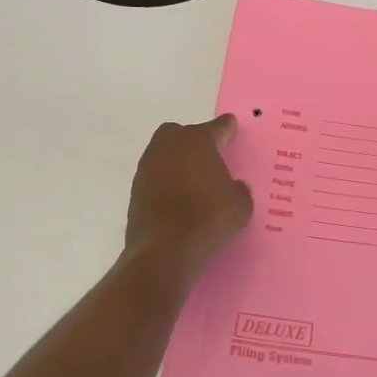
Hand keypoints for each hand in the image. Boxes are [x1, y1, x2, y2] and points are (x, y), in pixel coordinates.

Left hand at [125, 115, 253, 282]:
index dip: (227, 128)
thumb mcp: (241, 206)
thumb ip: (239, 189)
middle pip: (182, 133)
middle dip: (195, 140)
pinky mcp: (135, 189)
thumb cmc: (209, 220)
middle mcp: (170, 146)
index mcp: (199, 141)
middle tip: (209, 157)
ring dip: (178, 162)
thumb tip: (233, 186)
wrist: (164, 250)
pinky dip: (166, 182)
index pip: (217, 127)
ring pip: (165, 154)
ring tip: (194, 181)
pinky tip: (178, 198)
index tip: (231, 126)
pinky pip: (156, 176)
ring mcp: (148, 166)